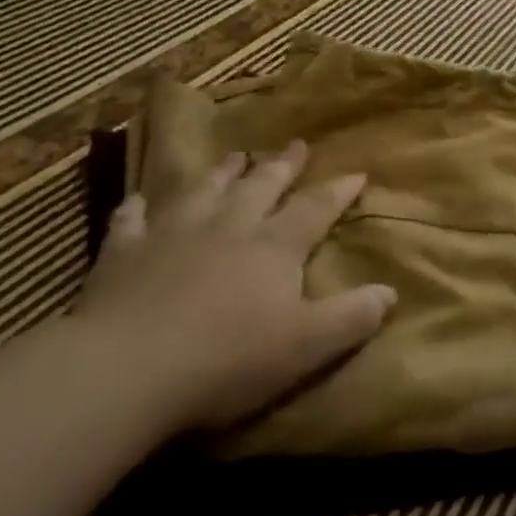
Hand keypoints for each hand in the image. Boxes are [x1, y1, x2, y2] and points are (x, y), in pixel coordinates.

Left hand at [71, 141, 395, 439]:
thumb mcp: (305, 347)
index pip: (315, 209)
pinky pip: (132, 221)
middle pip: (262, 187)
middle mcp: (229, 227)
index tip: (357, 172)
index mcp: (274, 247)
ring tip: (236, 156)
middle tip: (296, 144)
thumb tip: (391, 292)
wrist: (127, 370)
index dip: (339, 191)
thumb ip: (351, 317)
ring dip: (222, 173)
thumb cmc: (226, 360)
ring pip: (204, 191)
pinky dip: (137, 209)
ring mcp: (173, 234)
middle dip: (283, 166)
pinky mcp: (125, 254)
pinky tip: (138, 201)